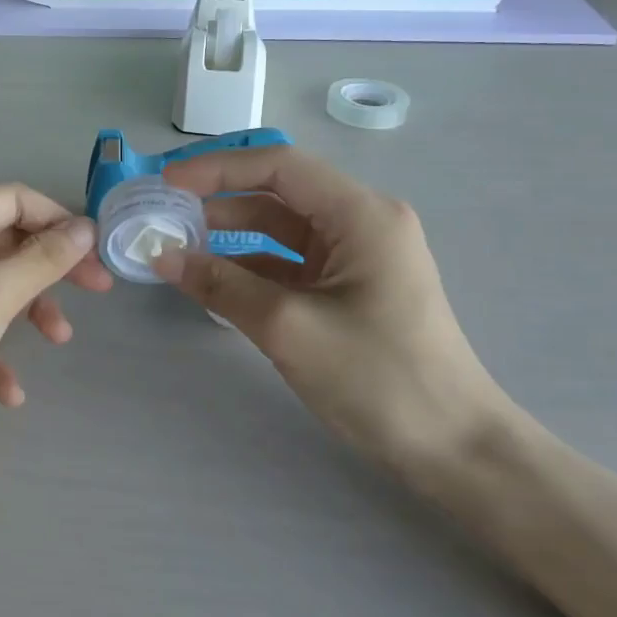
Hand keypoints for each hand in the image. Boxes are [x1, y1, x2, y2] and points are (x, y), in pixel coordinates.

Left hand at [0, 185, 110, 470]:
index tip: (96, 252)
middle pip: (9, 241)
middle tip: (97, 291)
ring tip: (58, 340)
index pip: (16, 198)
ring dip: (30, 310)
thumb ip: (43, 259)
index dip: (59, 219)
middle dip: (53, 267)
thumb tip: (84, 226)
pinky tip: (8, 391)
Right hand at [154, 147, 515, 474]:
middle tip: (164, 213)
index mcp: (361, 214)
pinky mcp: (348, 288)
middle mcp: (361, 223)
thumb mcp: (289, 327)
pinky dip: (250, 266)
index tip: (167, 183)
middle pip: (279, 193)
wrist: (454, 449)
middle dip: (219, 200)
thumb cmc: (379, 379)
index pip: (279, 166)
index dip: (218, 168)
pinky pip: (289, 262)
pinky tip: (212, 279)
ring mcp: (356, 257)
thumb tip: (161, 255)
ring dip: (230, 235)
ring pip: (280, 229)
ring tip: (177, 244)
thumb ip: (220, 285)